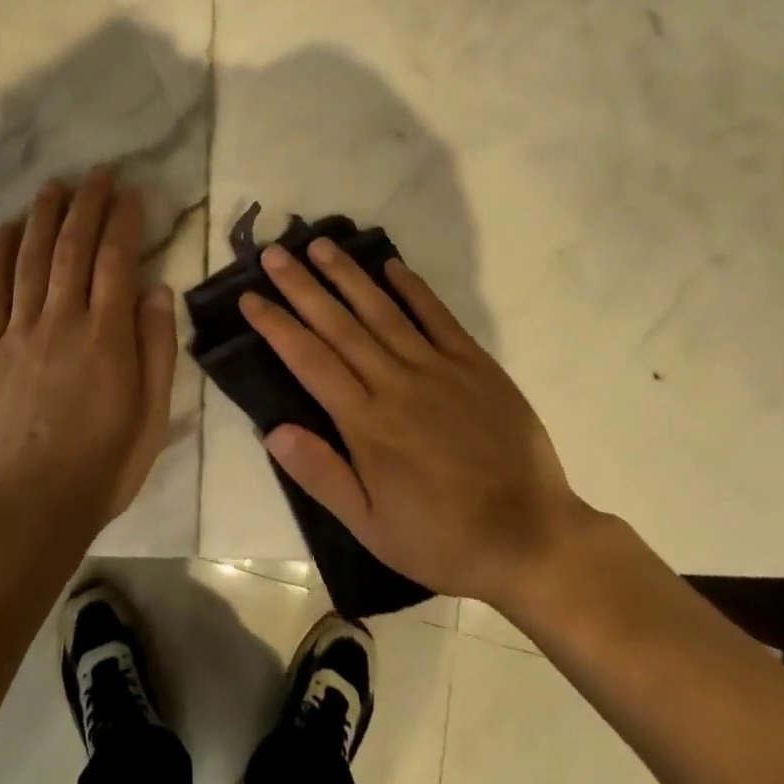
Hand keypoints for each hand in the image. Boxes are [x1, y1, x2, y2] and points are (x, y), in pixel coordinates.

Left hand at [0, 167, 177, 542]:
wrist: (26, 509)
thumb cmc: (101, 466)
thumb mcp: (151, 417)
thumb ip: (156, 349)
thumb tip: (157, 289)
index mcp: (106, 338)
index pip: (116, 261)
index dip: (124, 220)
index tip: (131, 191)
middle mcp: (62, 322)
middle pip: (73, 248)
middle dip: (87, 204)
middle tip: (97, 172)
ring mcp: (20, 333)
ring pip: (32, 260)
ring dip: (44, 217)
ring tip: (55, 185)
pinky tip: (5, 229)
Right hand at [241, 241, 596, 606]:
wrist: (533, 540)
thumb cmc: (444, 539)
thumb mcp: (372, 528)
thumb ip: (322, 475)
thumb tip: (273, 430)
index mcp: (367, 423)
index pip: (310, 360)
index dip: (277, 325)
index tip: (249, 298)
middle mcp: (396, 383)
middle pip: (339, 325)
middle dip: (302, 286)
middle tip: (274, 253)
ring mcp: (437, 368)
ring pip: (382, 310)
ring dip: (348, 275)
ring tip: (320, 244)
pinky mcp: (474, 364)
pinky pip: (437, 317)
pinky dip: (413, 288)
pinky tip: (391, 264)